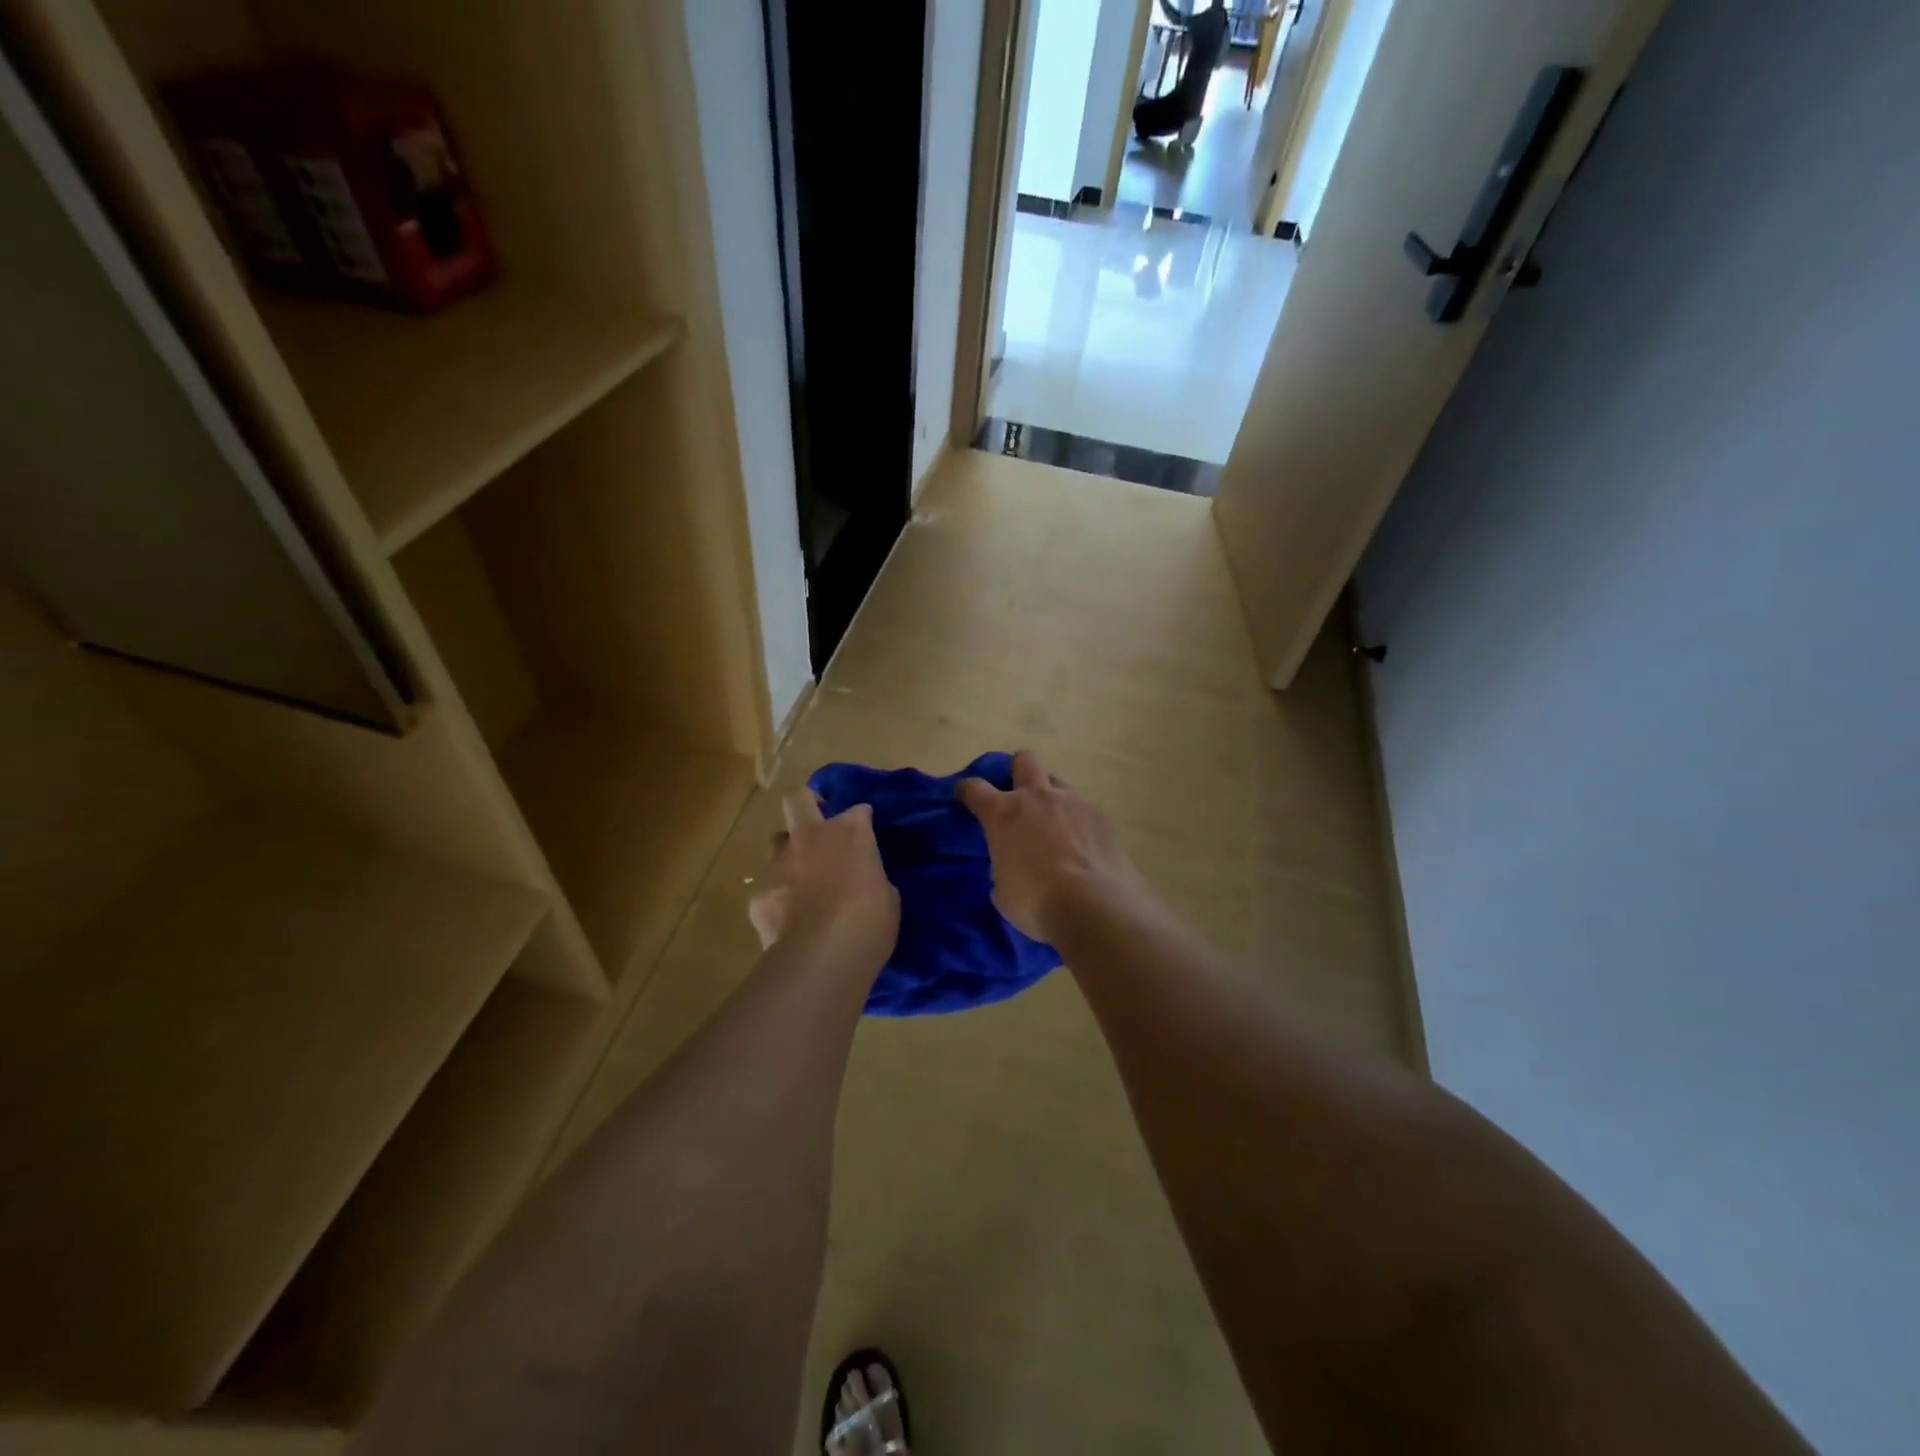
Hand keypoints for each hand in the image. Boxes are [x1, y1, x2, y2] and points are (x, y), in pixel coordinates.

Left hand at [749, 787, 899, 969]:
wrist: (822, 954)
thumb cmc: (869, 922)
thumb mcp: (886, 896)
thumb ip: (870, 878)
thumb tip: (862, 882)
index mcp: (850, 833)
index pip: (858, 811)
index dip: (861, 819)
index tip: (865, 832)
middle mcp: (810, 837)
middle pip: (798, 798)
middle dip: (806, 801)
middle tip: (816, 819)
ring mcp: (779, 862)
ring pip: (777, 841)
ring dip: (789, 852)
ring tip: (800, 878)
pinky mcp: (758, 892)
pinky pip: (768, 885)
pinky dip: (778, 896)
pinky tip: (788, 918)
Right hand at [957, 750, 1144, 944]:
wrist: (1094, 906)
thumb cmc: (1036, 902)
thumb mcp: (1003, 891)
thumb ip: (1002, 869)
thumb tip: (1010, 869)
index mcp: (1004, 813)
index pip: (975, 788)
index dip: (966, 790)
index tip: (964, 796)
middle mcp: (1037, 797)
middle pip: (1024, 760)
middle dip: (1017, 769)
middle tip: (1017, 793)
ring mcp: (1072, 802)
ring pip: (1057, 781)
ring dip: (1050, 796)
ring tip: (1053, 822)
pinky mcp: (1100, 816)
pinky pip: (1083, 808)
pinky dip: (1076, 821)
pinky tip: (1080, 844)